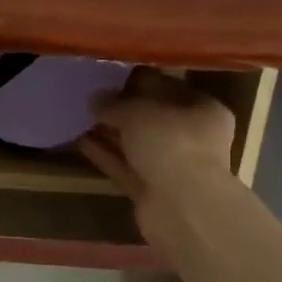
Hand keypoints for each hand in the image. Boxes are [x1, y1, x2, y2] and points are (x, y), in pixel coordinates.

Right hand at [79, 68, 236, 245]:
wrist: (183, 207)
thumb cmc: (171, 144)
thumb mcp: (138, 113)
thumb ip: (114, 104)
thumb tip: (94, 99)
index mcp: (202, 109)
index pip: (167, 87)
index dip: (136, 80)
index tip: (107, 74)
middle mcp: (192, 136)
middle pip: (151, 117)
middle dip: (121, 109)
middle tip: (89, 96)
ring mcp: (172, 166)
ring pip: (136, 144)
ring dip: (110, 132)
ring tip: (79, 116)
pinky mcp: (152, 190)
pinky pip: (125, 166)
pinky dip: (106, 155)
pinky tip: (80, 141)